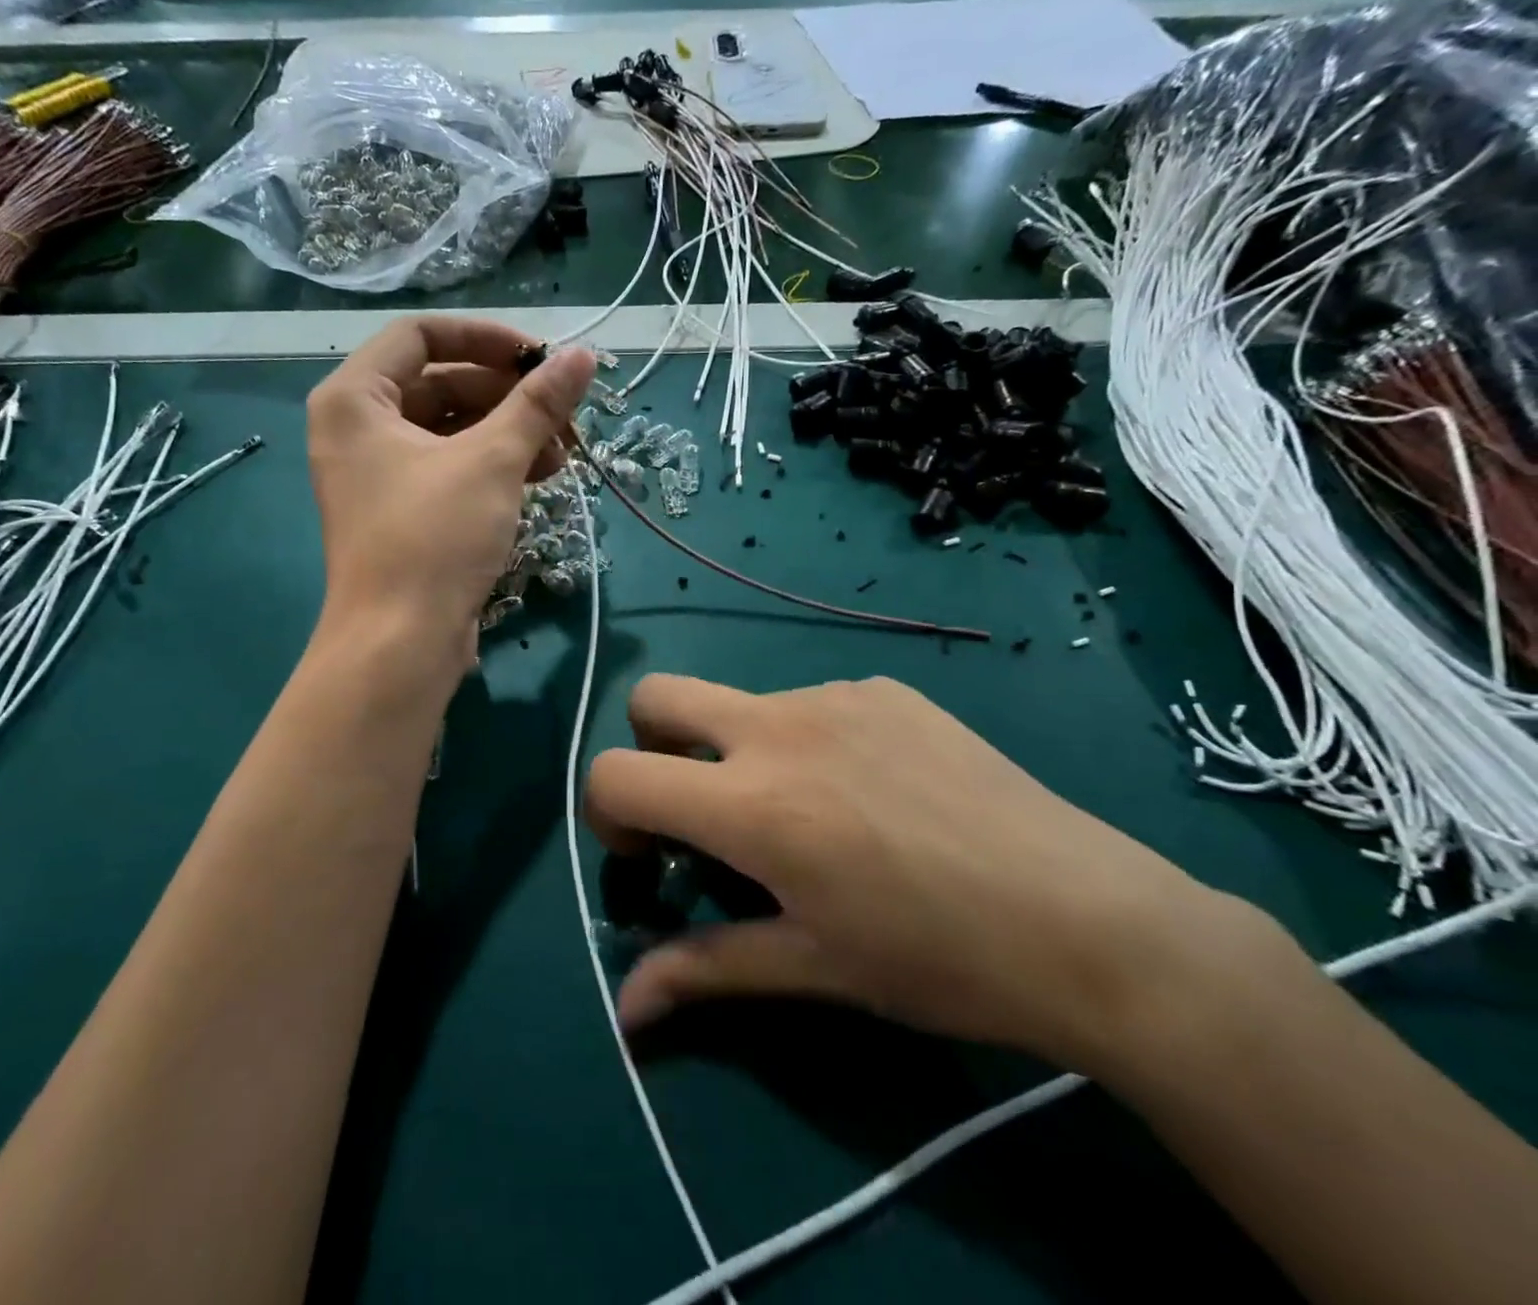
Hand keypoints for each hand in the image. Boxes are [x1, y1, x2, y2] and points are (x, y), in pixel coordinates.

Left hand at [307, 317, 595, 659]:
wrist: (400, 644)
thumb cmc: (434, 539)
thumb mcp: (492, 461)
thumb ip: (538, 403)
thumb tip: (584, 356)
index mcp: (355, 399)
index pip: (421, 335)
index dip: (486, 338)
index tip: (540, 358)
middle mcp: (358, 428)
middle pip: (440, 382)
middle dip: (507, 395)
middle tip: (562, 411)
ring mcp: (378, 473)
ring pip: (451, 429)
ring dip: (509, 432)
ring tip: (563, 450)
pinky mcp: (402, 511)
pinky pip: (450, 467)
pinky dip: (493, 465)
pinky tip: (541, 475)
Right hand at [586, 675, 1274, 1073]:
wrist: (1091, 920)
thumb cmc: (940, 961)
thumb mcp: (813, 967)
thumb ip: (706, 972)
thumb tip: (625, 1010)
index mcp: (754, 803)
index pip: (617, 775)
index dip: (606, 814)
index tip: (652, 855)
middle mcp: (779, 728)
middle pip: (656, 696)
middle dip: (650, 747)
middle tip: (699, 808)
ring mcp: (836, 695)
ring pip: (740, 704)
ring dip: (739, 752)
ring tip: (813, 817)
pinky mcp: (884, 688)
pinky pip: (811, 704)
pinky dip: (807, 742)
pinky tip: (873, 794)